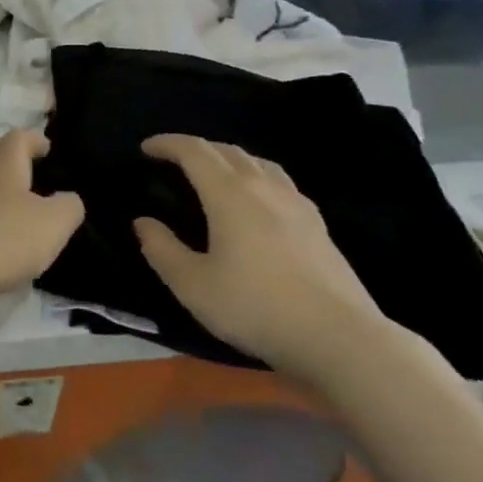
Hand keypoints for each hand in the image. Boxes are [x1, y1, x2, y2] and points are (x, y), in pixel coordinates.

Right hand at [132, 136, 392, 388]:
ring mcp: (296, 204)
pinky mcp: (318, 225)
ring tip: (214, 174)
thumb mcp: (192, 286)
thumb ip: (162, 250)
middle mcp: (264, 188)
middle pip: (227, 151)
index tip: (146, 148)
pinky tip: (257, 202)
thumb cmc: (256, 307)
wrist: (339, 337)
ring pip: (258, 162)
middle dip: (196, 148)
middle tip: (174, 160)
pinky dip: (257, 177)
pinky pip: (280, 182)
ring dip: (229, 159)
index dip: (168, 144)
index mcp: (229, 195)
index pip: (194, 152)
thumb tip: (143, 223)